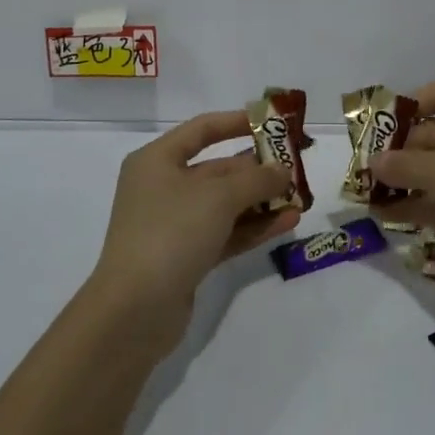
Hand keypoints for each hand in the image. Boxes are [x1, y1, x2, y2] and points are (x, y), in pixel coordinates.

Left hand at [87, 111, 298, 343]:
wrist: (134, 312)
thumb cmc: (171, 232)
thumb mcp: (218, 197)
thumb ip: (256, 180)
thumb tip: (283, 171)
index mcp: (157, 160)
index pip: (202, 130)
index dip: (237, 122)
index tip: (271, 123)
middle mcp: (163, 187)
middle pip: (218, 170)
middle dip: (258, 170)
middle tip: (296, 169)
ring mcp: (174, 225)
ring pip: (225, 205)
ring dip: (261, 201)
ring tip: (301, 198)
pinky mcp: (186, 257)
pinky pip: (226, 233)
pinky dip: (254, 227)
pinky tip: (288, 222)